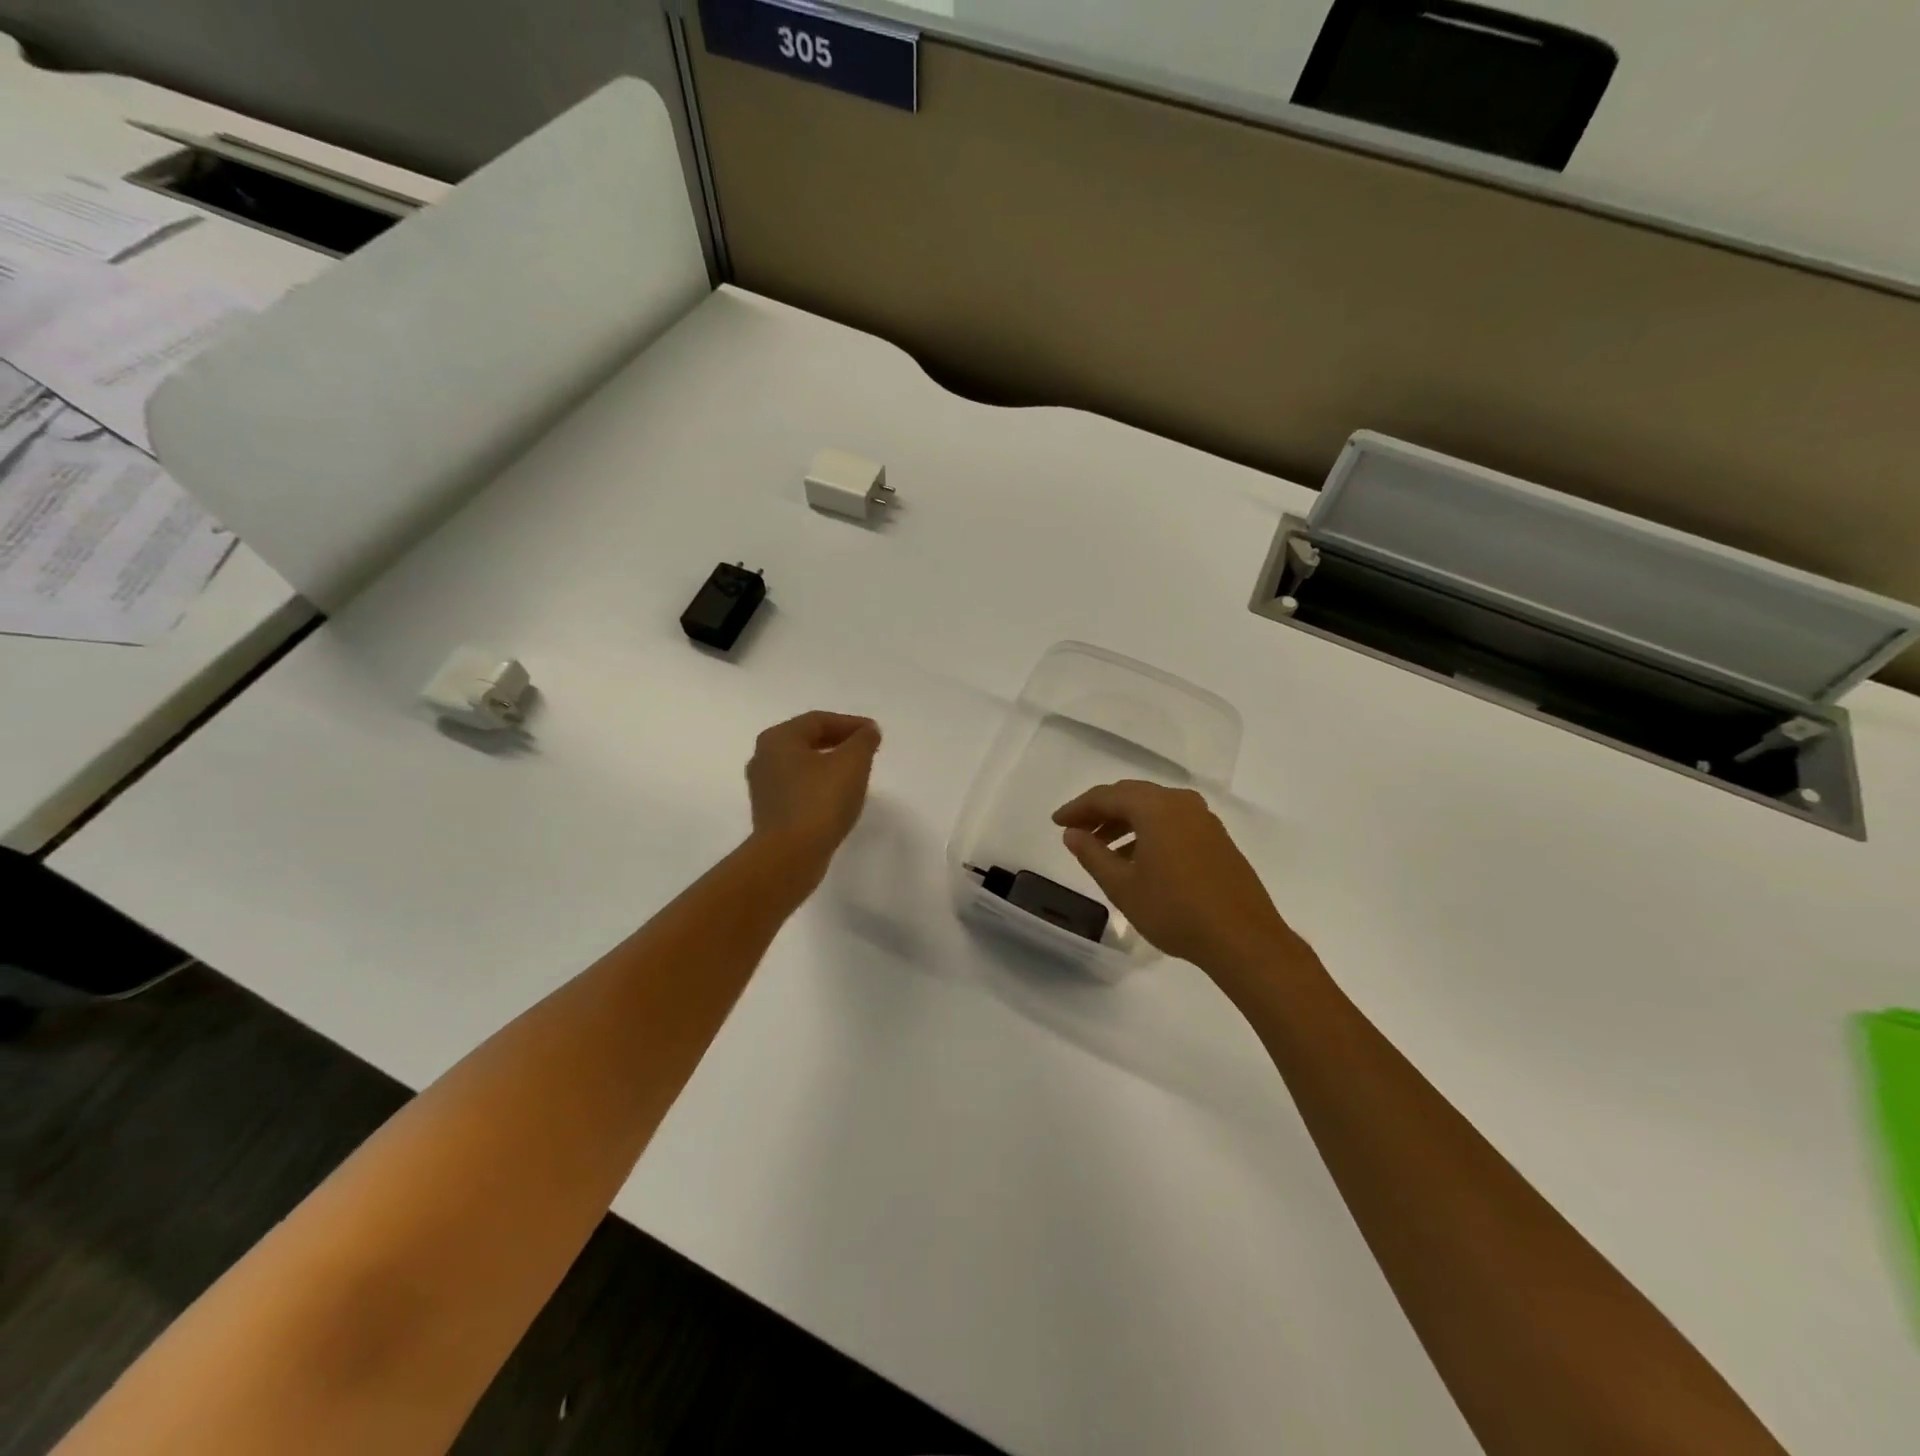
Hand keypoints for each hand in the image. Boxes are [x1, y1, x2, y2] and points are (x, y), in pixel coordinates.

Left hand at [746, 711, 881, 873]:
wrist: (789, 856)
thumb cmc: (820, 801)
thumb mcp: (852, 763)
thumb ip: (863, 741)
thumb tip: (868, 732)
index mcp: (778, 739)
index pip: (818, 720)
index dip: (850, 723)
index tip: (875, 734)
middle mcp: (764, 757)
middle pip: (807, 740)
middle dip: (839, 742)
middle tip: (866, 750)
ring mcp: (763, 787)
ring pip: (802, 765)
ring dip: (829, 764)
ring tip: (856, 773)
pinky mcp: (769, 812)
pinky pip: (798, 788)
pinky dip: (819, 785)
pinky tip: (837, 797)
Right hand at [1053, 780, 1305, 975]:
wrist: (1243, 939)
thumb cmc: (1174, 909)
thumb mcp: (1122, 885)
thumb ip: (1092, 854)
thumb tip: (1072, 833)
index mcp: (1155, 807)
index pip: (1106, 796)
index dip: (1078, 808)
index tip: (1057, 823)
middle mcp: (1181, 803)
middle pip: (1131, 796)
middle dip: (1101, 812)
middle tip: (1077, 831)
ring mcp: (1204, 820)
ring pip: (1154, 810)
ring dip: (1124, 824)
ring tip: (1103, 850)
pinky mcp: (1217, 839)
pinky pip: (1173, 823)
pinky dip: (1148, 833)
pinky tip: (1138, 860)